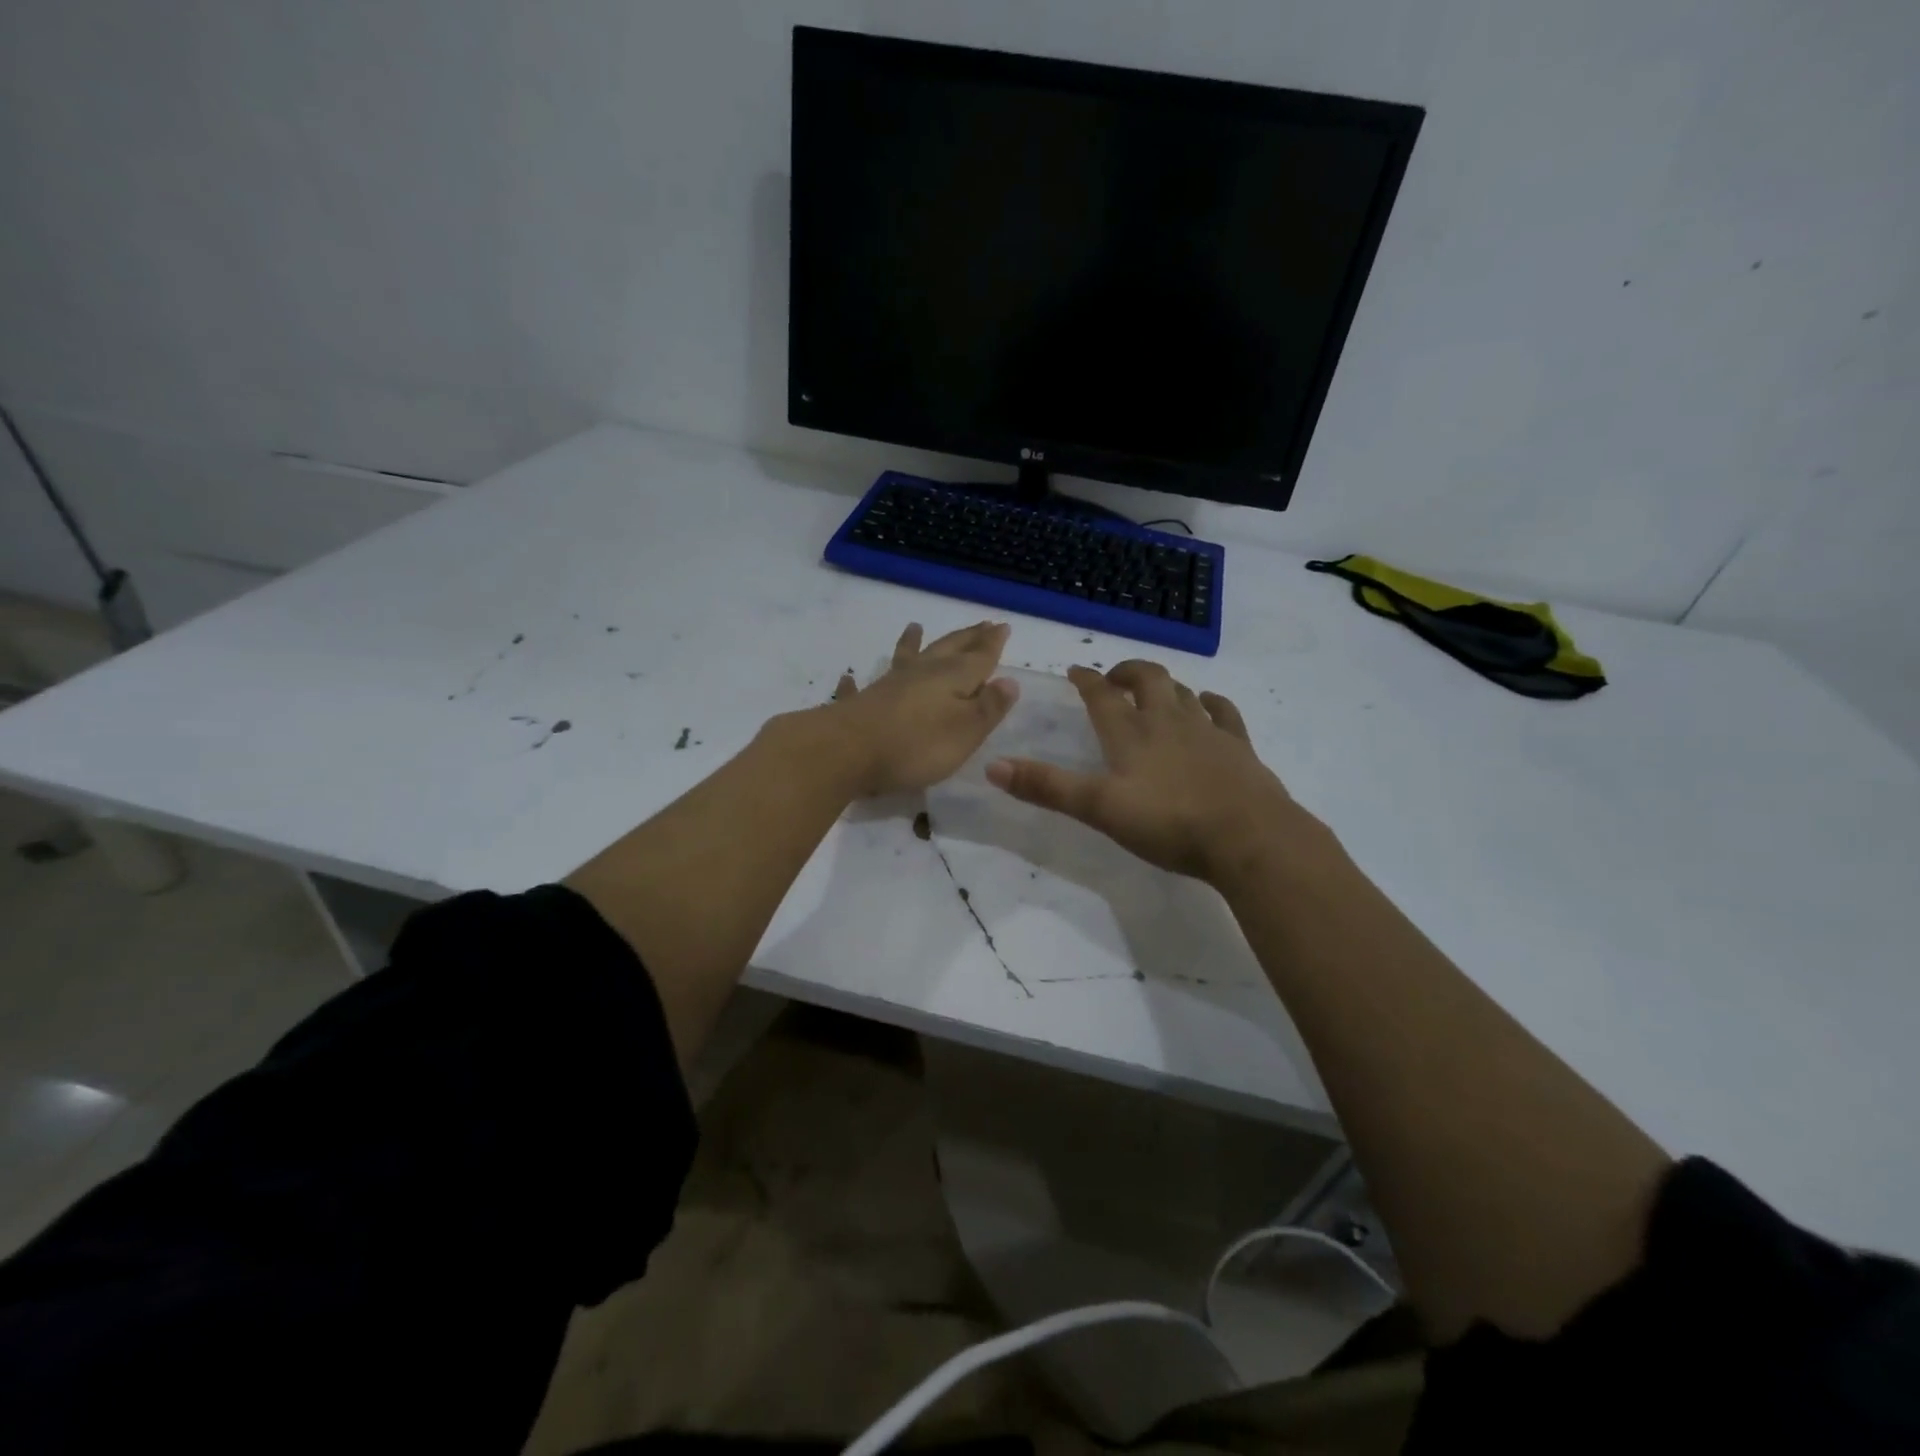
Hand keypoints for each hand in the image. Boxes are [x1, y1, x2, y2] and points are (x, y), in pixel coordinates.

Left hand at [823, 621, 1018, 796]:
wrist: (847, 751)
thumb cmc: (916, 744)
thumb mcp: (966, 730)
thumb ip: (988, 707)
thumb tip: (1009, 681)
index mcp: (951, 678)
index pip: (979, 657)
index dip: (992, 644)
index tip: (1002, 626)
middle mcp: (920, 674)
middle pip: (946, 650)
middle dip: (966, 638)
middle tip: (980, 625)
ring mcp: (886, 686)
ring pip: (904, 659)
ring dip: (911, 643)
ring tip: (914, 627)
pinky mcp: (860, 704)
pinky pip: (859, 687)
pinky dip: (858, 681)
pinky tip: (849, 677)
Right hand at [985, 660, 1313, 883]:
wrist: (1248, 837)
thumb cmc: (1169, 822)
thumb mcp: (1099, 809)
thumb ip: (1047, 787)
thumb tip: (993, 766)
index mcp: (1131, 733)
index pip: (1102, 695)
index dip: (1086, 680)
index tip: (1075, 670)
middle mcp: (1168, 721)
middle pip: (1147, 679)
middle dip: (1127, 672)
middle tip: (1114, 677)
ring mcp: (1207, 730)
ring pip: (1182, 692)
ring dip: (1164, 684)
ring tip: (1154, 689)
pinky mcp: (1238, 746)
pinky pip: (1223, 711)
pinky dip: (1210, 701)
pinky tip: (1207, 703)